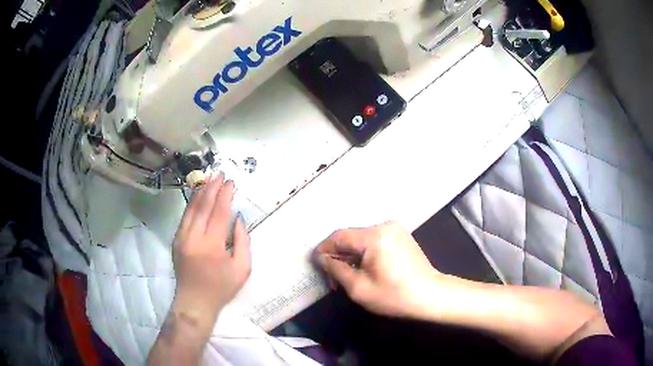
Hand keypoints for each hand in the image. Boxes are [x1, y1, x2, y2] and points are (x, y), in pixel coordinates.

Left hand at [172, 173, 251, 325]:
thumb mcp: (242, 269)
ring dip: (200, 192)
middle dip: (212, 188)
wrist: (194, 301)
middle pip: (202, 206)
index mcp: (211, 246)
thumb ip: (242, 241)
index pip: (219, 213)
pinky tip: (197, 195)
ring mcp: (181, 238)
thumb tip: (237, 218)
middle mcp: (193, 238)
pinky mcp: (176, 240)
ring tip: (209, 179)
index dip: (225, 195)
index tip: (231, 182)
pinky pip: (184, 216)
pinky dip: (191, 203)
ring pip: (190, 209)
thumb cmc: (221, 287)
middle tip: (220, 174)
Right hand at [315, 221, 440, 317]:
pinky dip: (364, 253)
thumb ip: (336, 269)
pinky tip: (363, 268)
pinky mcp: (400, 234)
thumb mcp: (359, 288)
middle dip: (338, 256)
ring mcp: (395, 228)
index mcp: (375, 236)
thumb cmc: (394, 296)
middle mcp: (385, 225)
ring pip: (361, 239)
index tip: (317, 265)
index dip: (324, 249)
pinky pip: (373, 240)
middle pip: (350, 237)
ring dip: (351, 255)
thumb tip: (321, 257)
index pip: (339, 236)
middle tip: (333, 278)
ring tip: (348, 276)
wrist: (430, 295)